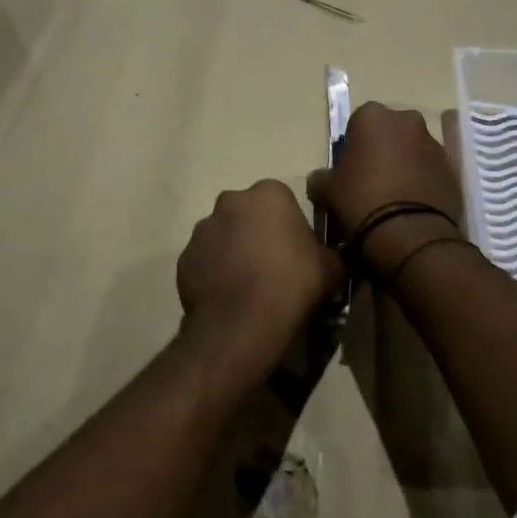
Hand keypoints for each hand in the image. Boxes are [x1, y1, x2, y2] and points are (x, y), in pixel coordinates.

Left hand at [175, 180, 343, 398]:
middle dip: (257, 233)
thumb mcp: (332, 269)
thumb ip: (329, 255)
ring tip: (249, 287)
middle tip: (273, 267)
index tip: (297, 253)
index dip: (290, 227)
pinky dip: (215, 274)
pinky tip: (229, 298)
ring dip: (234, 252)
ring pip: (224, 236)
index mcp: (269, 193)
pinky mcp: (184, 258)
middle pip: (248, 214)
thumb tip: (327, 260)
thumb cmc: (292, 285)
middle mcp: (230, 201)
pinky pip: (205, 262)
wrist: (242, 324)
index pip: (283, 201)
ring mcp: (202, 229)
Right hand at [306, 103, 463, 274]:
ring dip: (404, 164)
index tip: (349, 169)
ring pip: (412, 149)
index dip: (353, 146)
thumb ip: (321, 177)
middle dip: (382, 149)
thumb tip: (320, 179)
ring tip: (393, 197)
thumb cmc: (361, 200)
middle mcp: (407, 121)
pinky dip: (422, 181)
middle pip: (390, 132)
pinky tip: (411, 205)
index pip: (358, 123)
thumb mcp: (326, 190)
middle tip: (371, 180)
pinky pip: (430, 170)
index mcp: (373, 116)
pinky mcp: (452, 168)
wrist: (408, 233)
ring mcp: (434, 143)